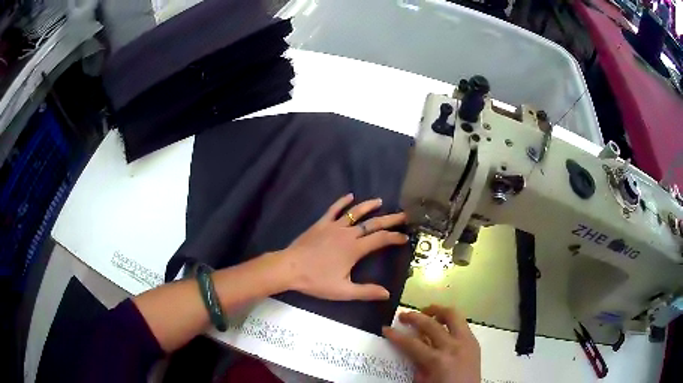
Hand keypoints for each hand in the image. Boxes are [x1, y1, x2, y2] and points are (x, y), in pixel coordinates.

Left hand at [279, 193, 407, 300]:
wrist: (289, 268)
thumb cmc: (316, 280)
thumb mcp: (342, 290)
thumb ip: (366, 292)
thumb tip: (387, 293)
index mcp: (355, 249)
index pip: (381, 239)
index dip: (395, 237)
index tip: (405, 237)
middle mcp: (347, 234)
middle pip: (373, 223)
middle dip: (390, 219)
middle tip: (403, 215)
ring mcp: (333, 226)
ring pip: (355, 212)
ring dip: (369, 206)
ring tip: (380, 201)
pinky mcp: (321, 224)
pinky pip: (334, 209)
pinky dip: (342, 201)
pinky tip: (349, 195)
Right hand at [383, 305, 480, 382]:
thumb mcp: (423, 380)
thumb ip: (417, 362)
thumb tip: (411, 346)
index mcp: (437, 361)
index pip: (412, 343)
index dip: (396, 335)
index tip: (386, 328)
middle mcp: (453, 347)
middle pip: (431, 324)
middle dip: (414, 317)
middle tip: (403, 316)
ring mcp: (467, 342)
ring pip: (453, 315)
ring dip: (437, 310)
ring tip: (426, 312)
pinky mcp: (475, 342)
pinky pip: (462, 324)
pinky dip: (450, 320)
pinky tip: (442, 325)